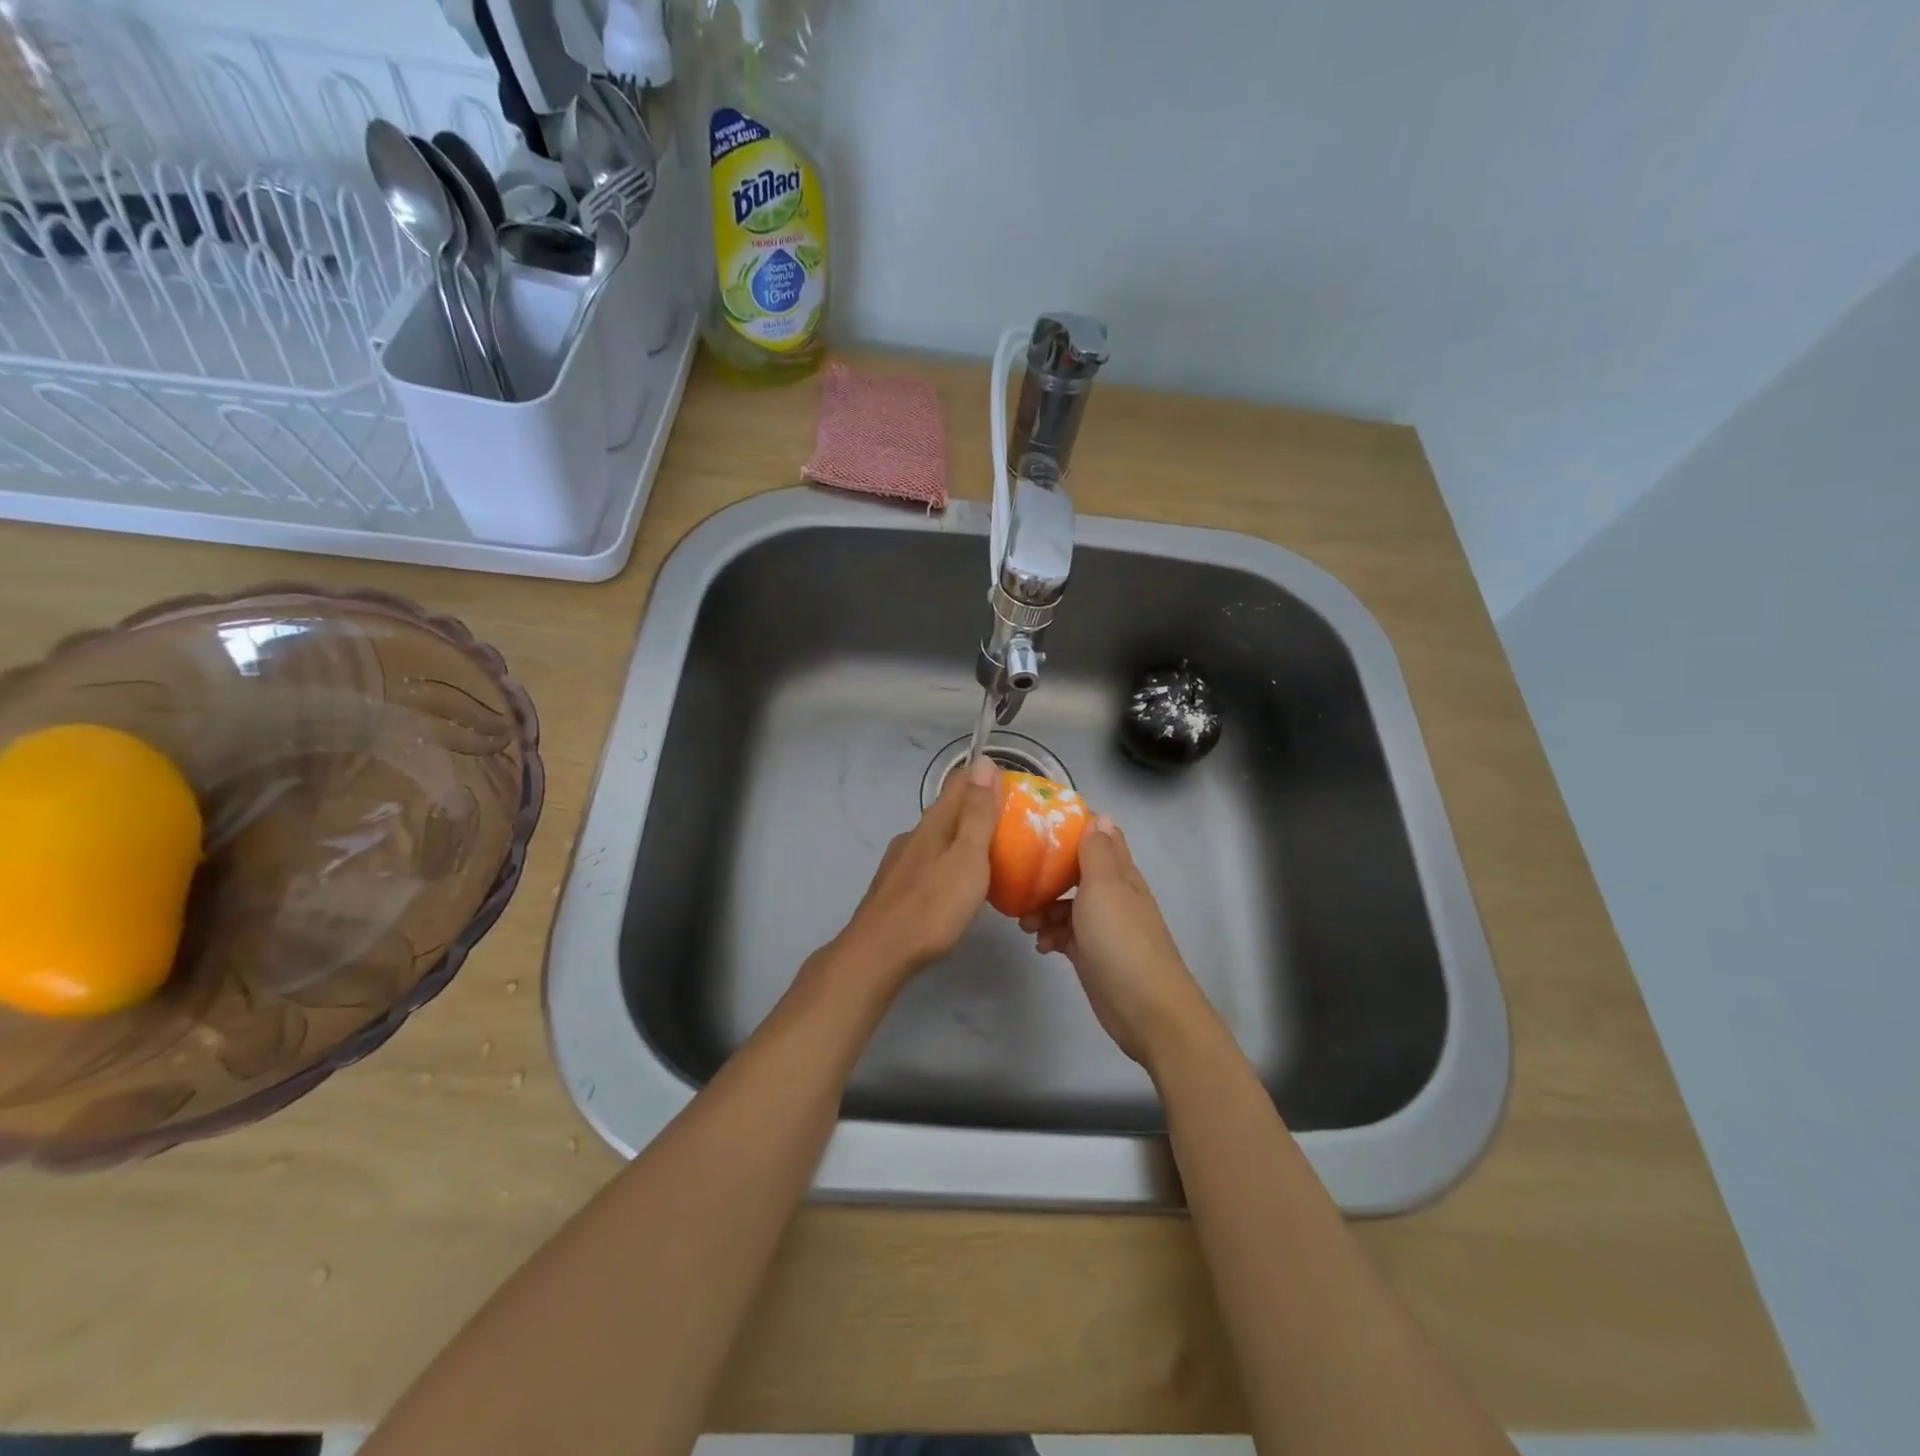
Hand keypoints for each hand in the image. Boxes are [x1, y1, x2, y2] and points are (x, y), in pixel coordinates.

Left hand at [827, 753, 999, 993]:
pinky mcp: (895, 886)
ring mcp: (901, 861)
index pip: (961, 781)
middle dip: (978, 811)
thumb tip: (983, 761)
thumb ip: (977, 813)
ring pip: (938, 838)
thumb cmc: (932, 906)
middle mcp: (914, 834)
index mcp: (934, 822)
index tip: (1015, 791)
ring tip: (990, 859)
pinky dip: (948, 863)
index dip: (987, 779)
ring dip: (963, 839)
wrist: (878, 953)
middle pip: (949, 810)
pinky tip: (956, 886)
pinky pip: (929, 862)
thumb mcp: (967, 857)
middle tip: (1013, 828)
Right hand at [1020, 816, 1217, 1070]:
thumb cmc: (1121, 940)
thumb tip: (1099, 816)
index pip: (1099, 837)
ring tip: (1025, 924)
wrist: (1146, 1009)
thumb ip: (1098, 852)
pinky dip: (1050, 935)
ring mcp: (1102, 926)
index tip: (1038, 824)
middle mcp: (1113, 894)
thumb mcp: (1105, 887)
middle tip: (1020, 879)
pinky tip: (1040, 946)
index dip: (1073, 827)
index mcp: (1120, 873)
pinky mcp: (1092, 953)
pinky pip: (1065, 934)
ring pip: (1066, 904)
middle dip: (1048, 873)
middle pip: (1076, 871)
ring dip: (1043, 908)